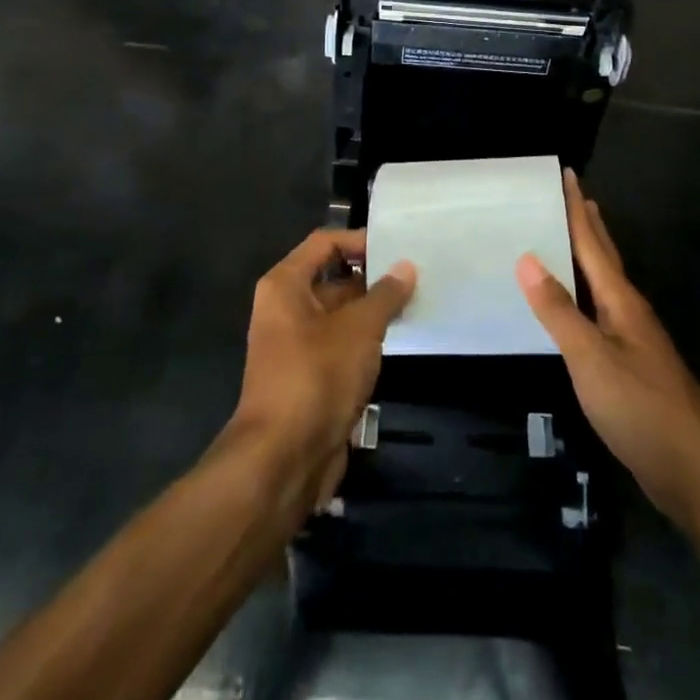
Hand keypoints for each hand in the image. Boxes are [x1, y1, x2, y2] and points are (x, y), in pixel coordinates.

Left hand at [225, 229, 415, 513]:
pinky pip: (341, 344)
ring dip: (373, 311)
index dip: (359, 241)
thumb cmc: (317, 376)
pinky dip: (366, 340)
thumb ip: (385, 294)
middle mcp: (285, 308)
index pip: (324, 243)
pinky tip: (398, 339)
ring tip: (416, 302)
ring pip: (340, 314)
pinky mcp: (309, 376)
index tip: (397, 248)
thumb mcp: (359, 328)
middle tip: (415, 275)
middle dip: (372, 277)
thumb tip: (406, 266)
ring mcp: (296, 344)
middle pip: (332, 277)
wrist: (283, 459)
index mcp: (285, 285)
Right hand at [517, 172, 699, 527]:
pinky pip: (601, 315)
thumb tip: (527, 257)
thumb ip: (559, 311)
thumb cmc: (642, 409)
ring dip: (587, 258)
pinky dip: (585, 297)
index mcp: (621, 301)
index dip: (578, 208)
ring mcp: (634, 341)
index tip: (567, 174)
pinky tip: (576, 309)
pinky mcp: (633, 368)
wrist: (696, 472)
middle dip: (588, 224)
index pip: (593, 242)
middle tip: (571, 195)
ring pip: (605, 286)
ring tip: (569, 239)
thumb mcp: (591, 359)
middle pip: (605, 257)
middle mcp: (630, 312)